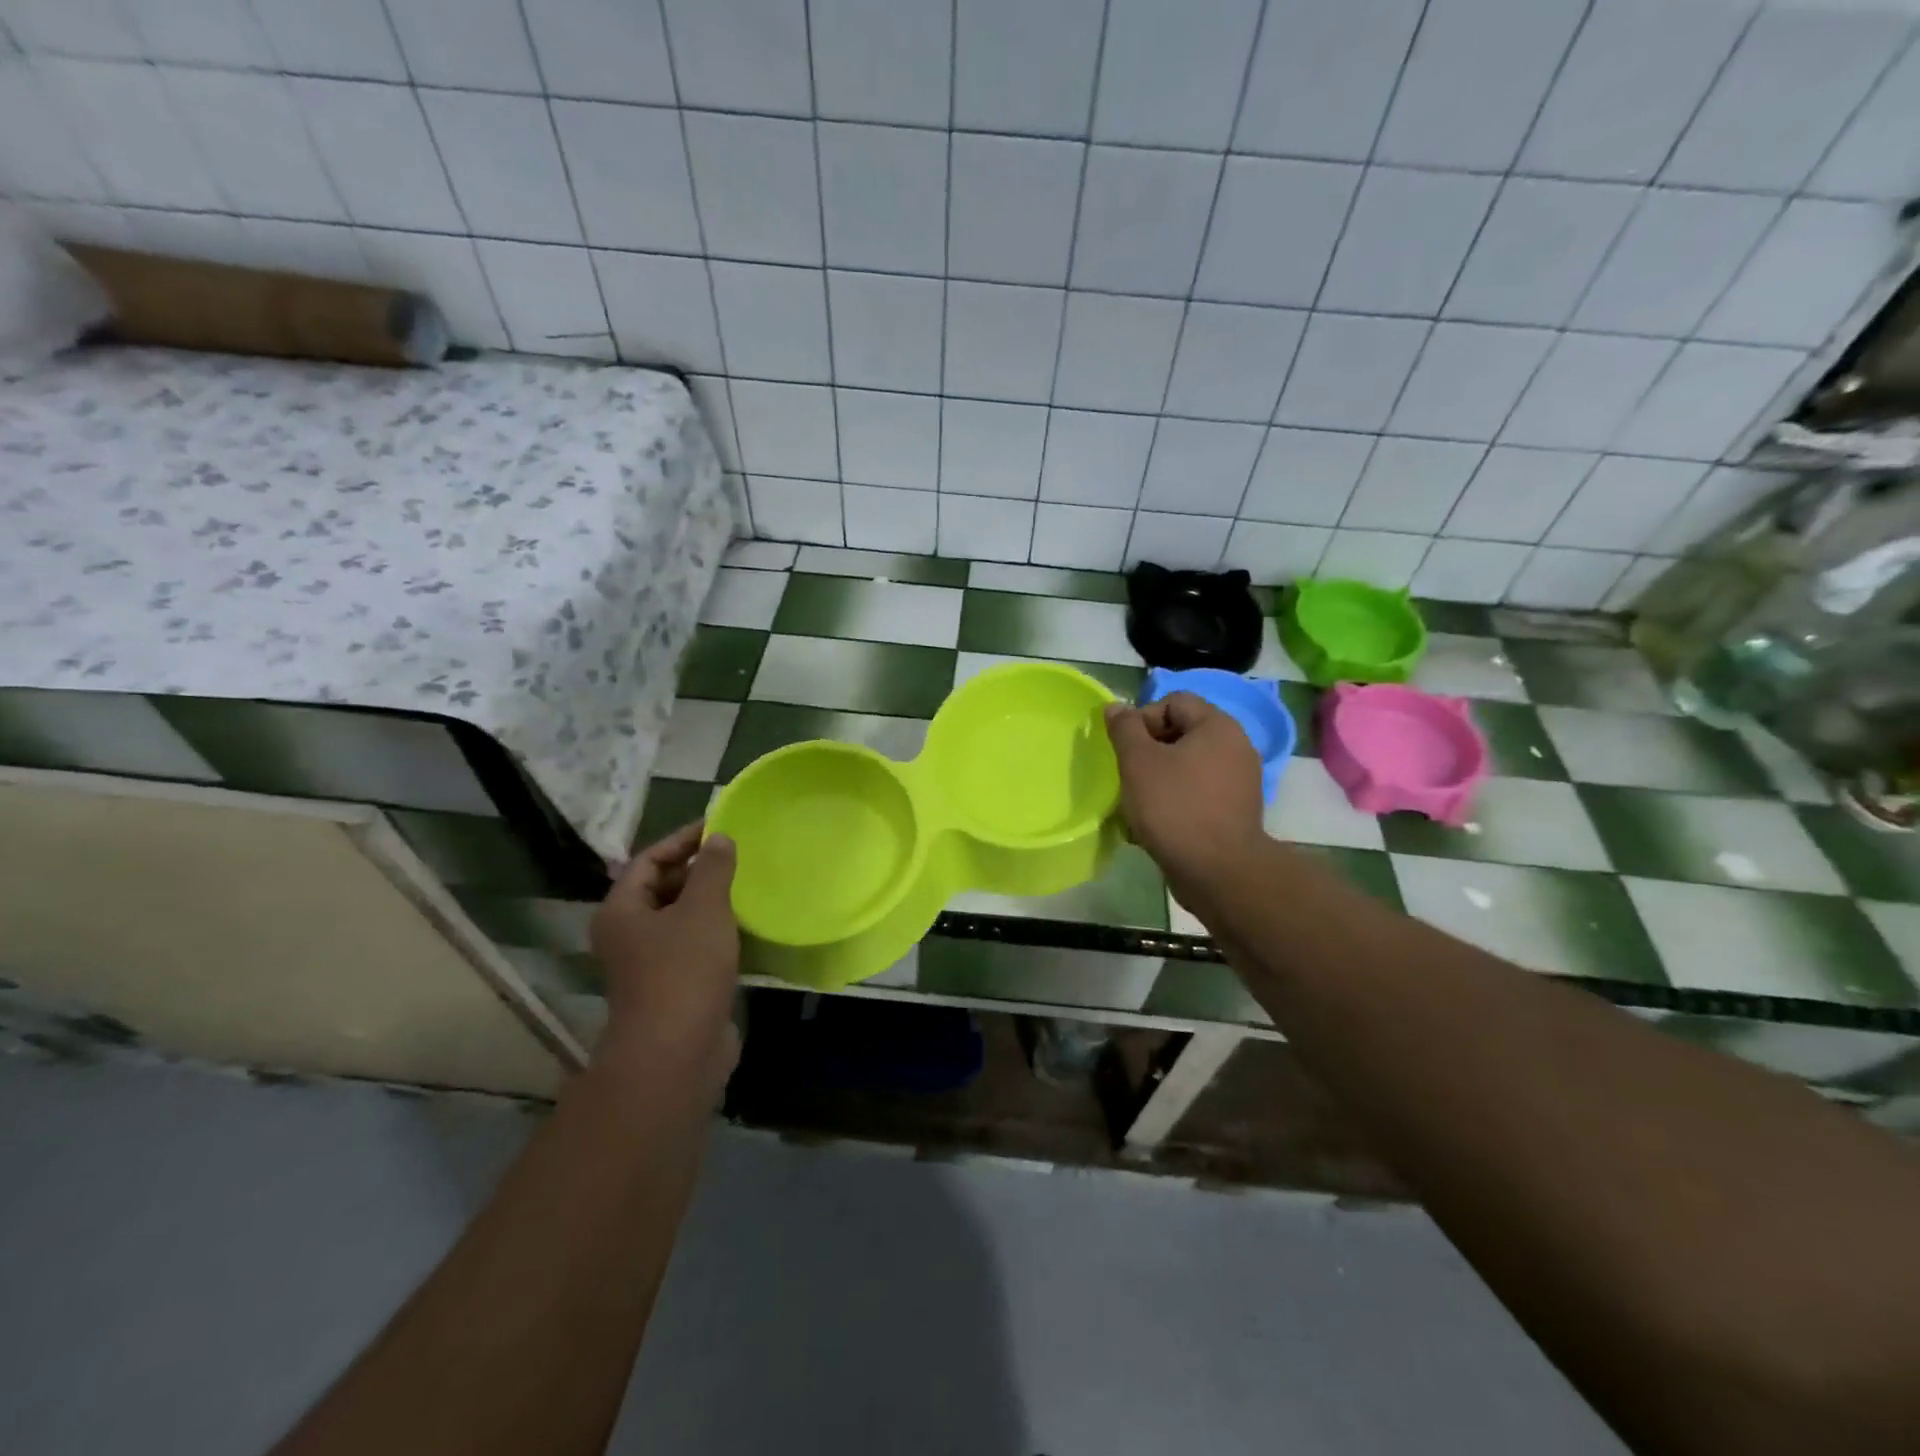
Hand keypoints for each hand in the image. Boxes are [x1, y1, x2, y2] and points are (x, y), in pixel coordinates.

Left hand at [591, 821, 739, 1090]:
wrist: (677, 1054)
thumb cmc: (684, 971)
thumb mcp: (703, 909)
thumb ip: (712, 869)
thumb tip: (719, 838)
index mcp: (623, 910)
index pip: (648, 860)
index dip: (683, 839)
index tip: (720, 826)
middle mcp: (629, 933)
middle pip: (662, 887)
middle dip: (698, 869)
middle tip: (738, 853)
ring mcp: (651, 963)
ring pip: (681, 918)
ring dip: (711, 900)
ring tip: (748, 882)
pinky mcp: (675, 986)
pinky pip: (695, 945)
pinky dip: (717, 930)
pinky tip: (747, 923)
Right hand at [1104, 694, 1264, 897]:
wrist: (1218, 872)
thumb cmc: (1175, 807)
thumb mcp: (1138, 762)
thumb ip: (1124, 729)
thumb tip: (1115, 707)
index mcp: (1217, 726)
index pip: (1174, 701)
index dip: (1143, 718)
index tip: (1126, 749)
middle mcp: (1236, 746)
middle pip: (1181, 733)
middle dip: (1148, 751)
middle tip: (1128, 776)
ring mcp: (1239, 781)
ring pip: (1187, 766)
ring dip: (1158, 778)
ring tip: (1137, 803)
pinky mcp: (1235, 810)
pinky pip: (1198, 793)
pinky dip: (1175, 800)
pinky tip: (1155, 823)